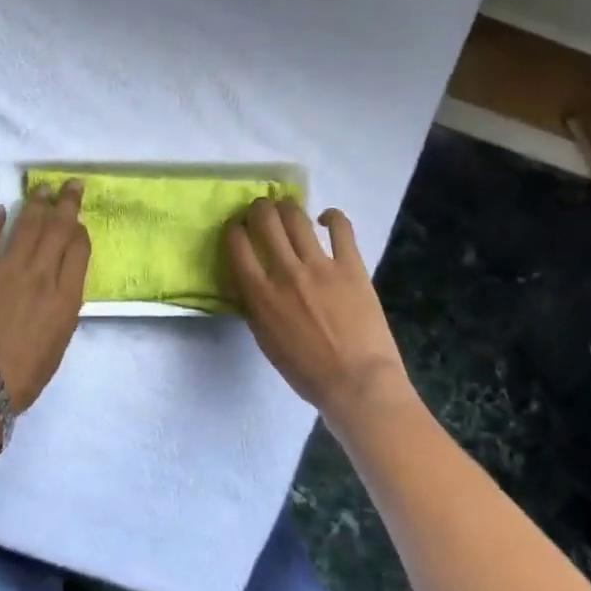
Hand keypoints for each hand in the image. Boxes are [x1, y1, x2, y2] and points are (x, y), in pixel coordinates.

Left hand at [0, 180, 89, 411]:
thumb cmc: (24, 375)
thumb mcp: (59, 342)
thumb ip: (63, 307)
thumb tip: (60, 281)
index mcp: (65, 297)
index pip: (78, 250)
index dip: (80, 231)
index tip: (78, 222)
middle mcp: (40, 275)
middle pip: (57, 229)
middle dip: (66, 203)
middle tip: (69, 184)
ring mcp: (6, 270)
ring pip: (26, 226)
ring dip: (35, 204)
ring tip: (41, 189)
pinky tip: (0, 210)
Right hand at [227, 200, 413, 424]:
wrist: (357, 383)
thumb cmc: (307, 372)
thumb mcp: (265, 342)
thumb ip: (252, 307)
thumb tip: (242, 282)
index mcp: (260, 294)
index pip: (236, 244)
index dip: (233, 229)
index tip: (236, 229)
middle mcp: (286, 271)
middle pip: (265, 219)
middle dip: (258, 208)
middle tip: (261, 212)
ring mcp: (320, 265)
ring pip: (296, 217)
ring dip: (287, 207)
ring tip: (287, 210)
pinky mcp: (351, 265)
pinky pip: (341, 227)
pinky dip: (331, 216)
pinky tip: (325, 218)